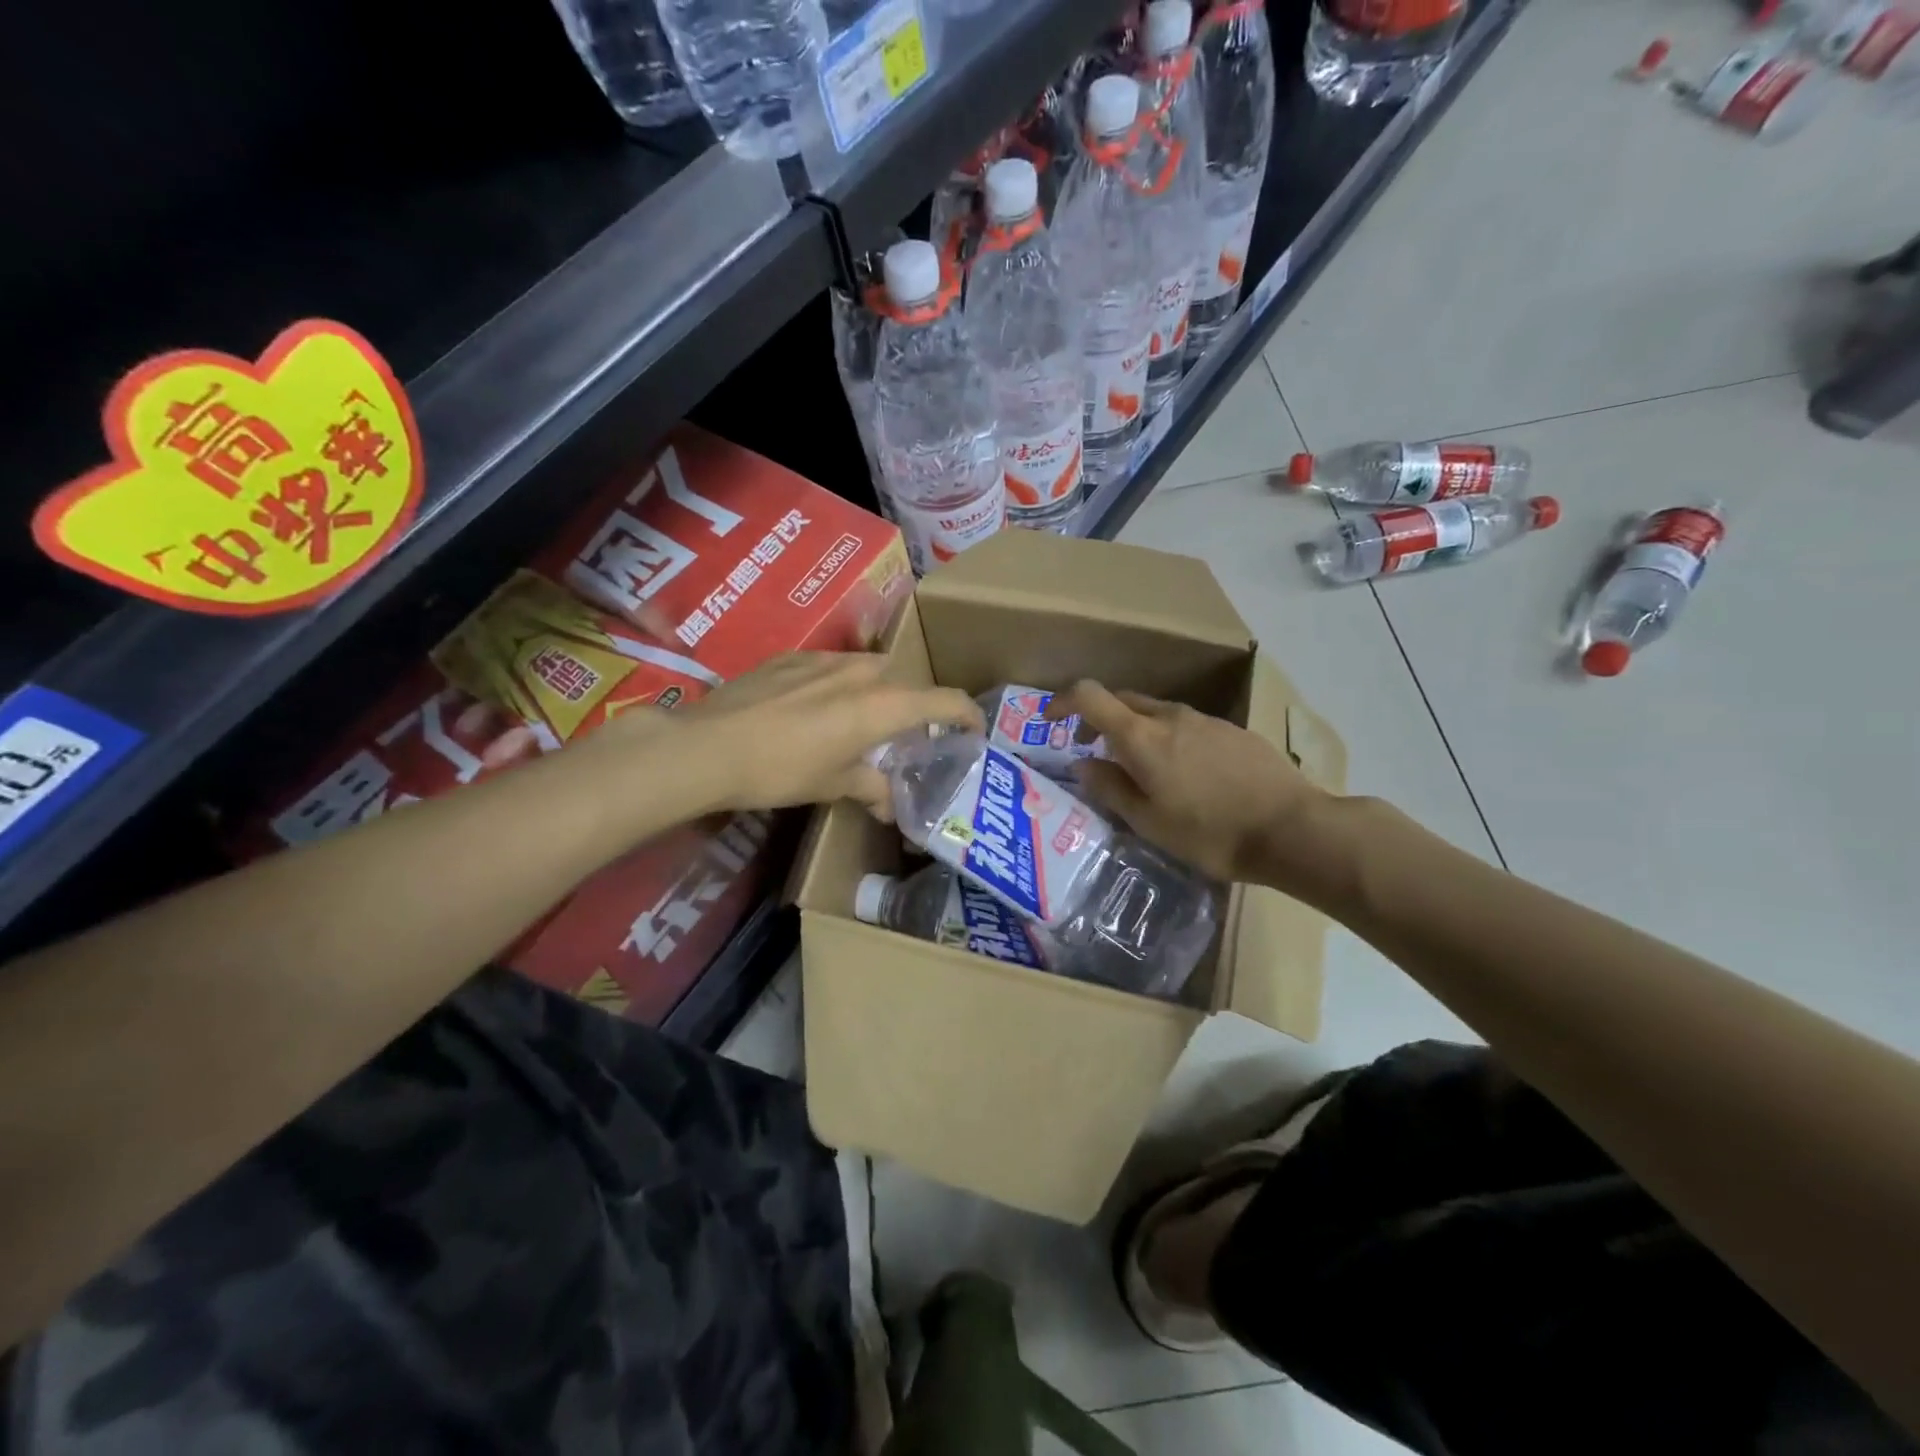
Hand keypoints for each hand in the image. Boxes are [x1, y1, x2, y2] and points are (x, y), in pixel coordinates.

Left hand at [641, 652, 982, 818]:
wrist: (707, 747)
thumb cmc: (781, 770)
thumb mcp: (832, 785)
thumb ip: (870, 789)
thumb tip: (890, 808)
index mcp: (881, 705)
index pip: (943, 700)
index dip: (966, 714)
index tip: (973, 730)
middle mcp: (860, 672)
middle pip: (903, 681)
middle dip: (910, 705)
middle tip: (900, 736)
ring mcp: (822, 659)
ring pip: (866, 669)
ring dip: (873, 692)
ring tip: (855, 721)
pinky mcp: (789, 658)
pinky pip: (829, 667)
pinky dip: (836, 686)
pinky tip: (811, 710)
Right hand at [1045, 681, 1336, 888]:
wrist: (1292, 829)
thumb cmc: (1210, 832)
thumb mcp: (1149, 822)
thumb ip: (1110, 788)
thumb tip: (1083, 764)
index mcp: (1142, 737)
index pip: (1090, 696)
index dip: (1063, 701)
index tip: (1050, 720)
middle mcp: (1171, 717)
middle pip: (1124, 700)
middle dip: (1099, 717)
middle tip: (1092, 750)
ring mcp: (1205, 721)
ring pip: (1157, 712)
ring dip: (1136, 729)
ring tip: (1140, 767)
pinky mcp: (1232, 731)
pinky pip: (1186, 725)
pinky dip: (1168, 738)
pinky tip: (1184, 773)